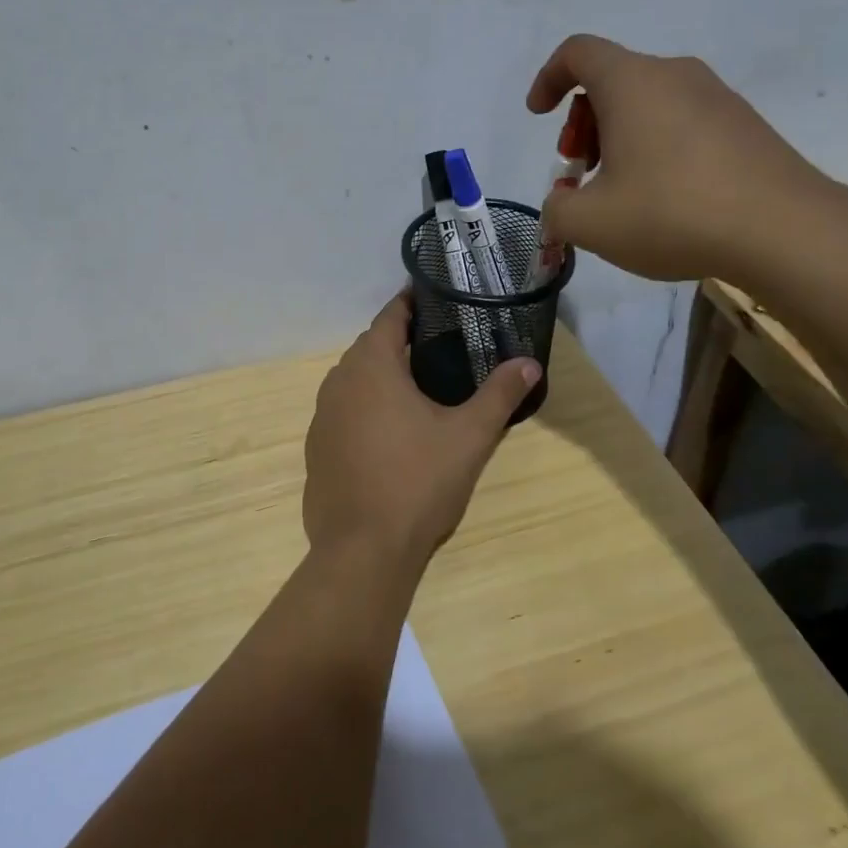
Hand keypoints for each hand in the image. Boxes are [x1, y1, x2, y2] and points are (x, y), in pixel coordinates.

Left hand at [303, 292, 540, 569]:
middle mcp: (338, 381)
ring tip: (421, 386)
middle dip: (403, 341)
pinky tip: (391, 432)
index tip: (438, 298)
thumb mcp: (469, 436)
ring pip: (355, 380)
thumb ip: (500, 394)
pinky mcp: (317, 447)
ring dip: (383, 376)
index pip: (391, 316)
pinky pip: (344, 411)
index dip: (413, 303)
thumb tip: (530, 363)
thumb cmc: (418, 482)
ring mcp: (322, 416)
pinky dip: (366, 408)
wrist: (363, 549)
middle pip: (371, 346)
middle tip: (442, 344)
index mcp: (371, 366)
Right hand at [526, 34, 840, 282]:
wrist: (784, 230)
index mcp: (632, 83)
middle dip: (583, 123)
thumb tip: (564, 202)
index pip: (578, 52)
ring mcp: (717, 97)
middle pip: (612, 80)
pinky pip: (682, 122)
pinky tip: (666, 200)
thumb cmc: (671, 213)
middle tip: (582, 173)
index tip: (540, 115)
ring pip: (649, 103)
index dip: (548, 78)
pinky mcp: (745, 124)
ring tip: (622, 194)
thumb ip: (557, 208)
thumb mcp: (589, 223)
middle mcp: (675, 75)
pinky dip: (657, 148)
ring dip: (620, 138)